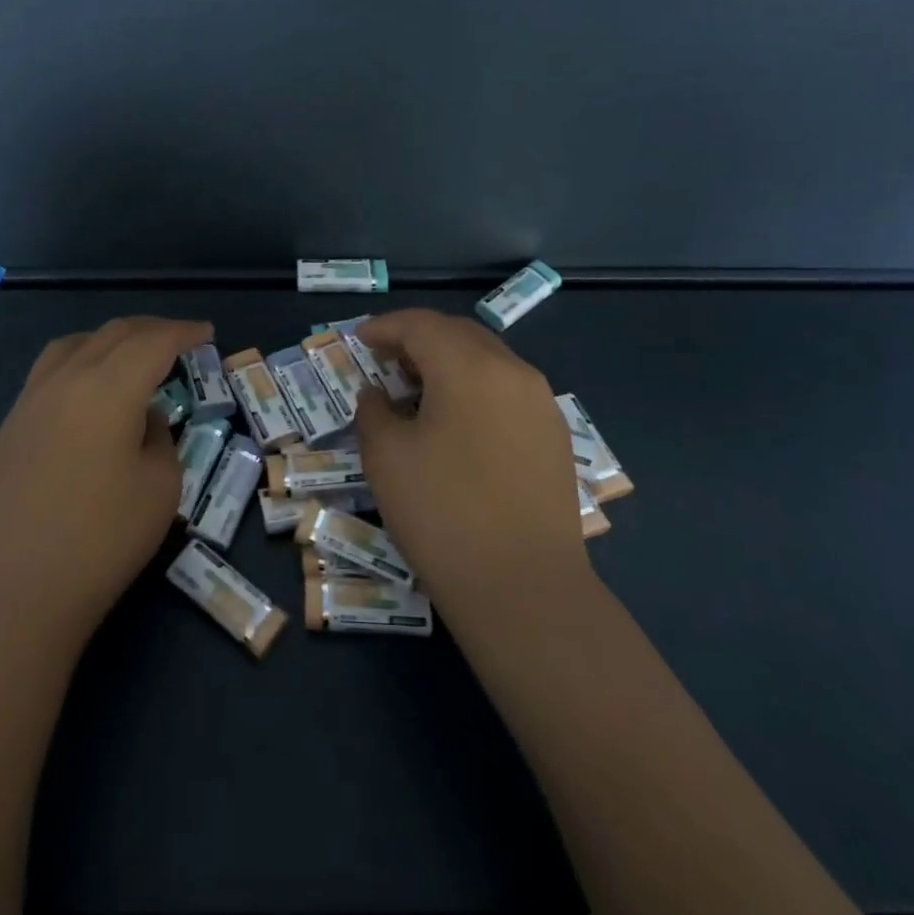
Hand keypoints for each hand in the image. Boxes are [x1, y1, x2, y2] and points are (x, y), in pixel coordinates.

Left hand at [0, 316, 211, 646]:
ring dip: (111, 340)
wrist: (11, 593)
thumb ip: (159, 439)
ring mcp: (30, 401)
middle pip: (113, 334)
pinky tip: (89, 393)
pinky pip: (50, 371)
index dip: (184, 332)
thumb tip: (142, 420)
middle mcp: (65, 379)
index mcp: (108, 387)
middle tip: (179, 340)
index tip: (206, 332)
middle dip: (151, 330)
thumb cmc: (100, 540)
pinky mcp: (9, 427)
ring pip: (75, 345)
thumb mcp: (160, 488)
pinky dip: (81, 362)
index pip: (153, 341)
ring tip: (131, 356)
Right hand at [353, 309, 591, 625]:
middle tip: (385, 359)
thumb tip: (378, 395)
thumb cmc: (443, 514)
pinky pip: (507, 389)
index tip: (360, 339)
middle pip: (459, 333)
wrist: (525, 589)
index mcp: (469, 367)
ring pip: (487, 359)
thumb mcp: (387, 458)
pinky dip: (475, 386)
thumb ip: (374, 412)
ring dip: (449, 361)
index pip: (422, 325)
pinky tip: (456, 419)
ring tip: (417, 388)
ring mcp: (541, 403)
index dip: (386, 327)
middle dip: (418, 338)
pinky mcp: (553, 435)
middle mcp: (513, 371)